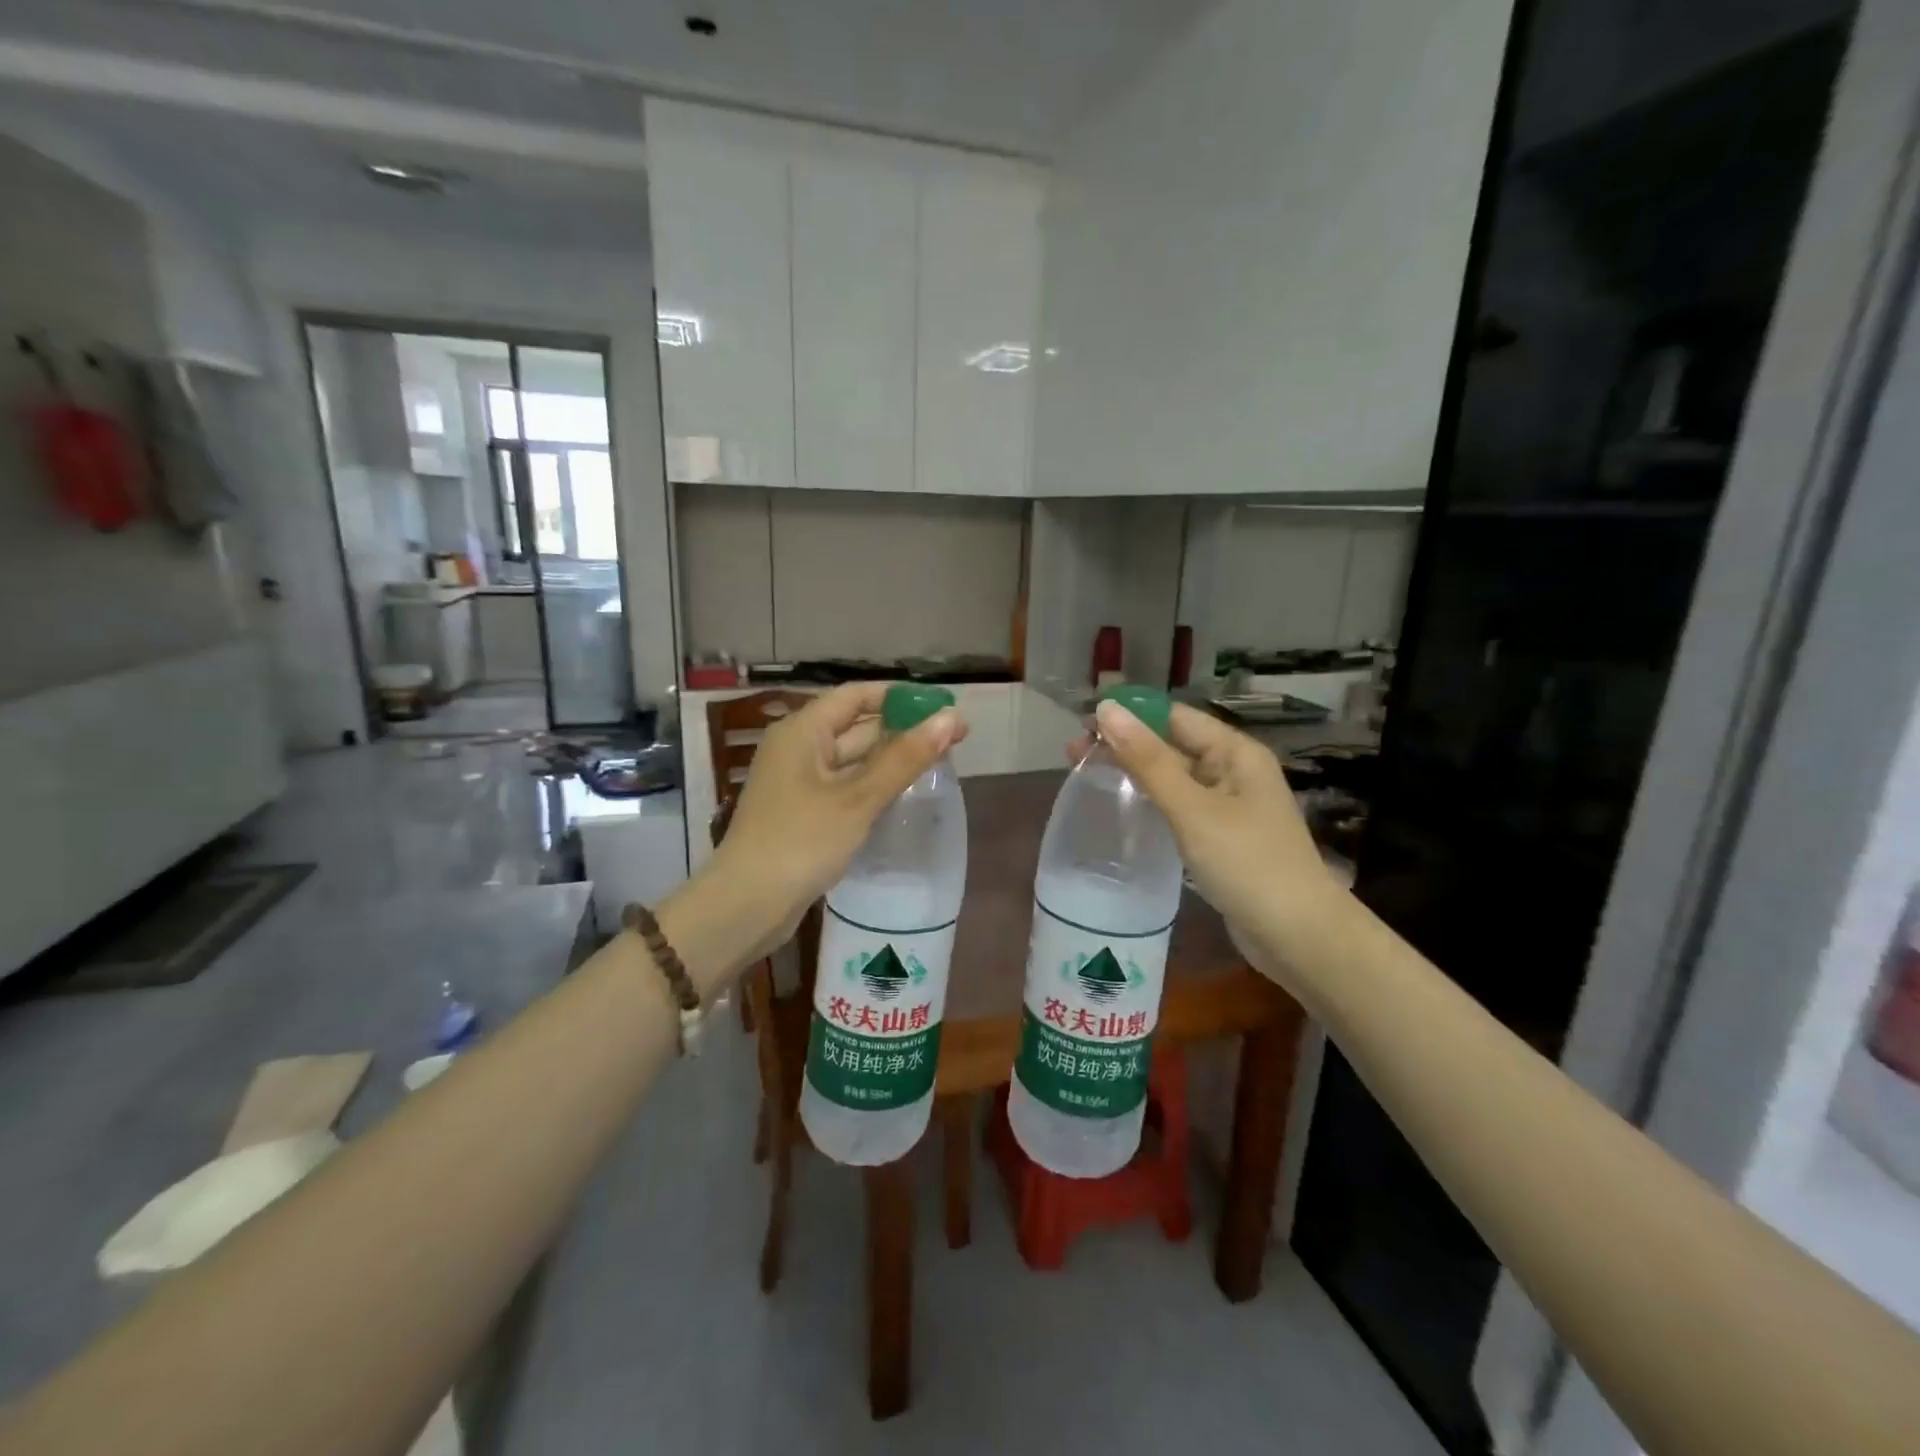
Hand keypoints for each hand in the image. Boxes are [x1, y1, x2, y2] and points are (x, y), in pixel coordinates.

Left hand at [700, 683, 964, 968]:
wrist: (747, 905)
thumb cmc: (802, 841)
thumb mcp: (858, 798)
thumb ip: (905, 758)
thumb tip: (951, 718)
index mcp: (803, 731)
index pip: (857, 695)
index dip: (900, 696)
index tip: (942, 706)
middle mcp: (798, 748)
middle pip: (856, 725)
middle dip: (903, 728)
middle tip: (954, 738)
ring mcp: (799, 782)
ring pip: (853, 758)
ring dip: (891, 758)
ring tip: (940, 762)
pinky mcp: (804, 812)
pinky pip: (845, 786)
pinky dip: (874, 784)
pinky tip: (905, 793)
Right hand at [1088, 700, 1337, 935]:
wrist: (1298, 936)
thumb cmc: (1247, 863)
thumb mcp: (1192, 808)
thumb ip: (1147, 760)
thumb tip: (1106, 709)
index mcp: (1235, 752)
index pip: (1173, 716)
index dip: (1129, 715)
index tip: (1082, 723)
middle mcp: (1233, 771)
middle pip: (1172, 745)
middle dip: (1125, 745)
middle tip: (1072, 753)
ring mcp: (1229, 806)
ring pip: (1173, 778)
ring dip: (1133, 773)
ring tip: (1086, 775)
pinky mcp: (1221, 838)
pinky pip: (1179, 807)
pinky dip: (1150, 802)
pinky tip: (1122, 808)